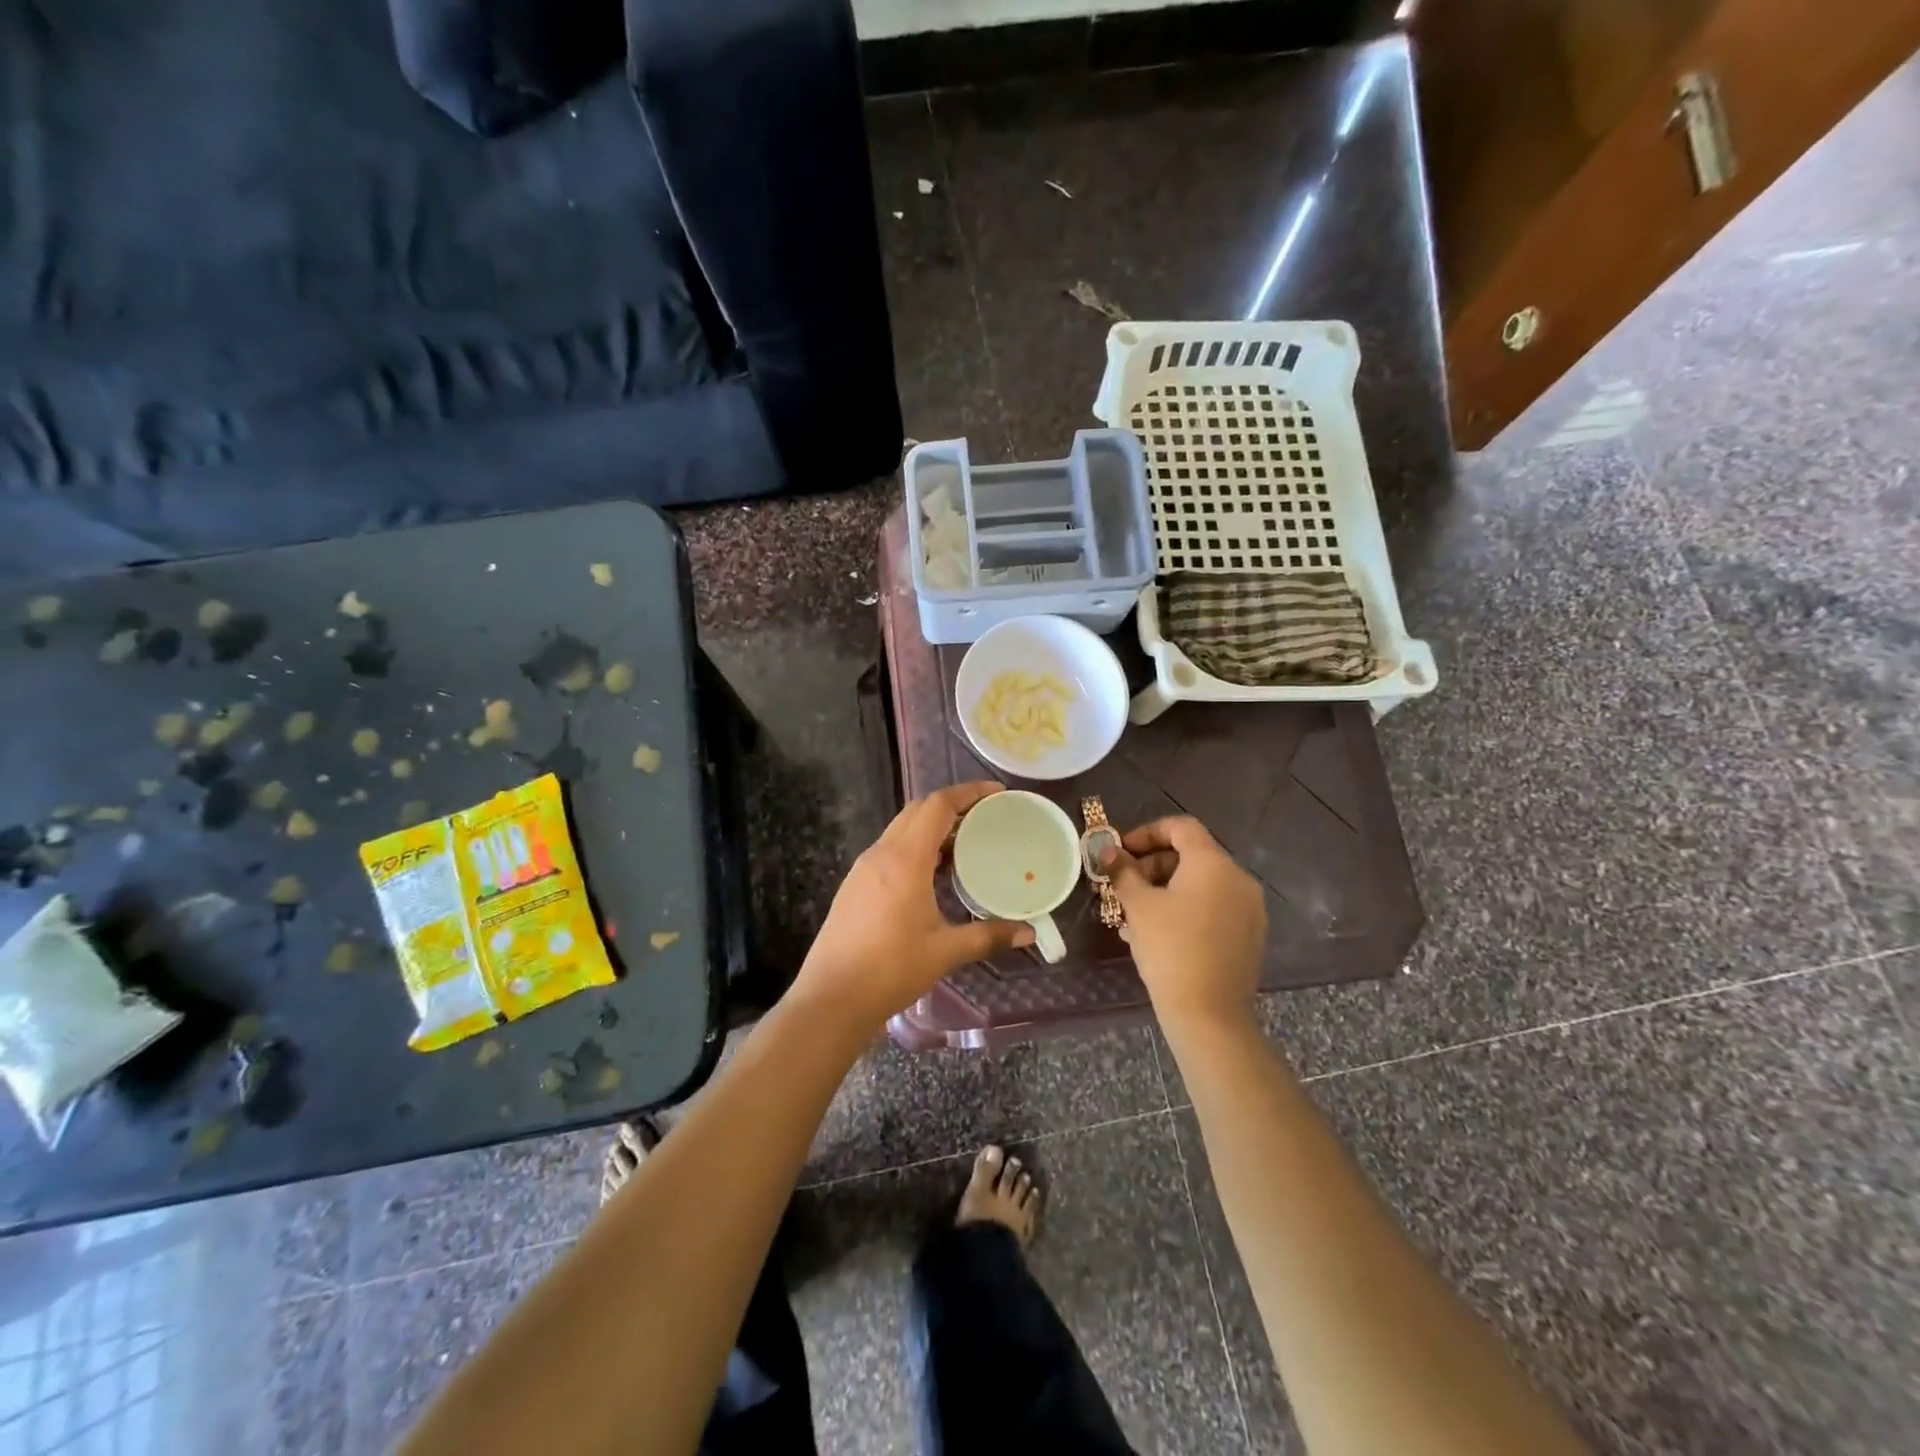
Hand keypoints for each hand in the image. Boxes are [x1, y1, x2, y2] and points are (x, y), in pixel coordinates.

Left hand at [795, 782, 1033, 1030]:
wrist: (831, 998)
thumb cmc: (891, 969)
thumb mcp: (945, 951)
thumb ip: (989, 936)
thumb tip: (1029, 933)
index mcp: (905, 858)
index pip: (937, 805)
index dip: (968, 792)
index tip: (996, 793)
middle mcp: (881, 853)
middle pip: (917, 810)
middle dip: (952, 805)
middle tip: (985, 817)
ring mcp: (863, 869)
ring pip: (901, 830)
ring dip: (932, 827)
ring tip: (965, 844)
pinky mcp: (854, 885)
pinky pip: (890, 850)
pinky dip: (916, 847)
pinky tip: (933, 874)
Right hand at [1106, 816, 1265, 1027]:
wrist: (1208, 1013)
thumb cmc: (1170, 948)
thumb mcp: (1138, 905)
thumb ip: (1123, 872)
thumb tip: (1109, 853)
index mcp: (1214, 864)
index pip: (1181, 827)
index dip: (1147, 833)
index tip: (1122, 853)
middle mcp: (1238, 879)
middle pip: (1192, 856)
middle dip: (1153, 866)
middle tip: (1124, 887)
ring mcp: (1249, 910)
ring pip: (1200, 886)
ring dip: (1165, 892)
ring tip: (1134, 916)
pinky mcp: (1249, 937)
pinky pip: (1213, 910)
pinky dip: (1185, 911)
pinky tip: (1157, 936)